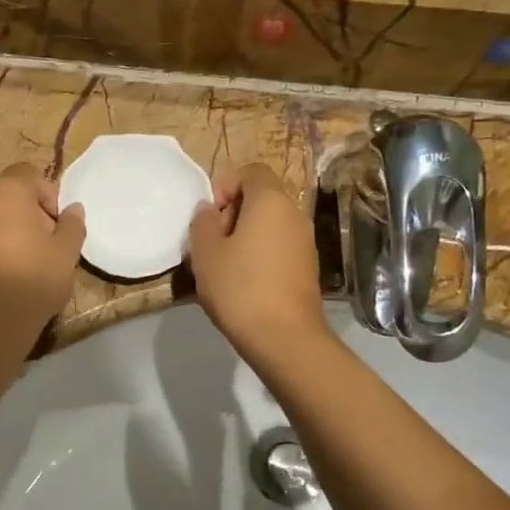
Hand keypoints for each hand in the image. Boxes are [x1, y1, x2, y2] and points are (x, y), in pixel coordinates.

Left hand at [0, 164, 86, 337]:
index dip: (47, 194)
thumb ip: (72, 226)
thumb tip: (74, 209)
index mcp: (7, 191)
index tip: (56, 224)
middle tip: (41, 245)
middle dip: (25, 214)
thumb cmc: (32, 279)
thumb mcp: (65, 254)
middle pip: (5, 195)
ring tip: (18, 264)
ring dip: (2, 232)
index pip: (29, 174)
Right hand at [187, 164, 330, 367]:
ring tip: (224, 266)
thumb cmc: (239, 287)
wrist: (284, 337)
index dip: (226, 184)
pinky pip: (278, 247)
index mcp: (270, 201)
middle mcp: (294, 214)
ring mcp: (305, 242)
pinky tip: (243, 283)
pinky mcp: (307, 268)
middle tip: (212, 243)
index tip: (210, 215)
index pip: (252, 171)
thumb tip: (209, 211)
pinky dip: (260, 255)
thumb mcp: (205, 252)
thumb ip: (203, 222)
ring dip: (245, 237)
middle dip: (233, 213)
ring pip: (270, 225)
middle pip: (261, 198)